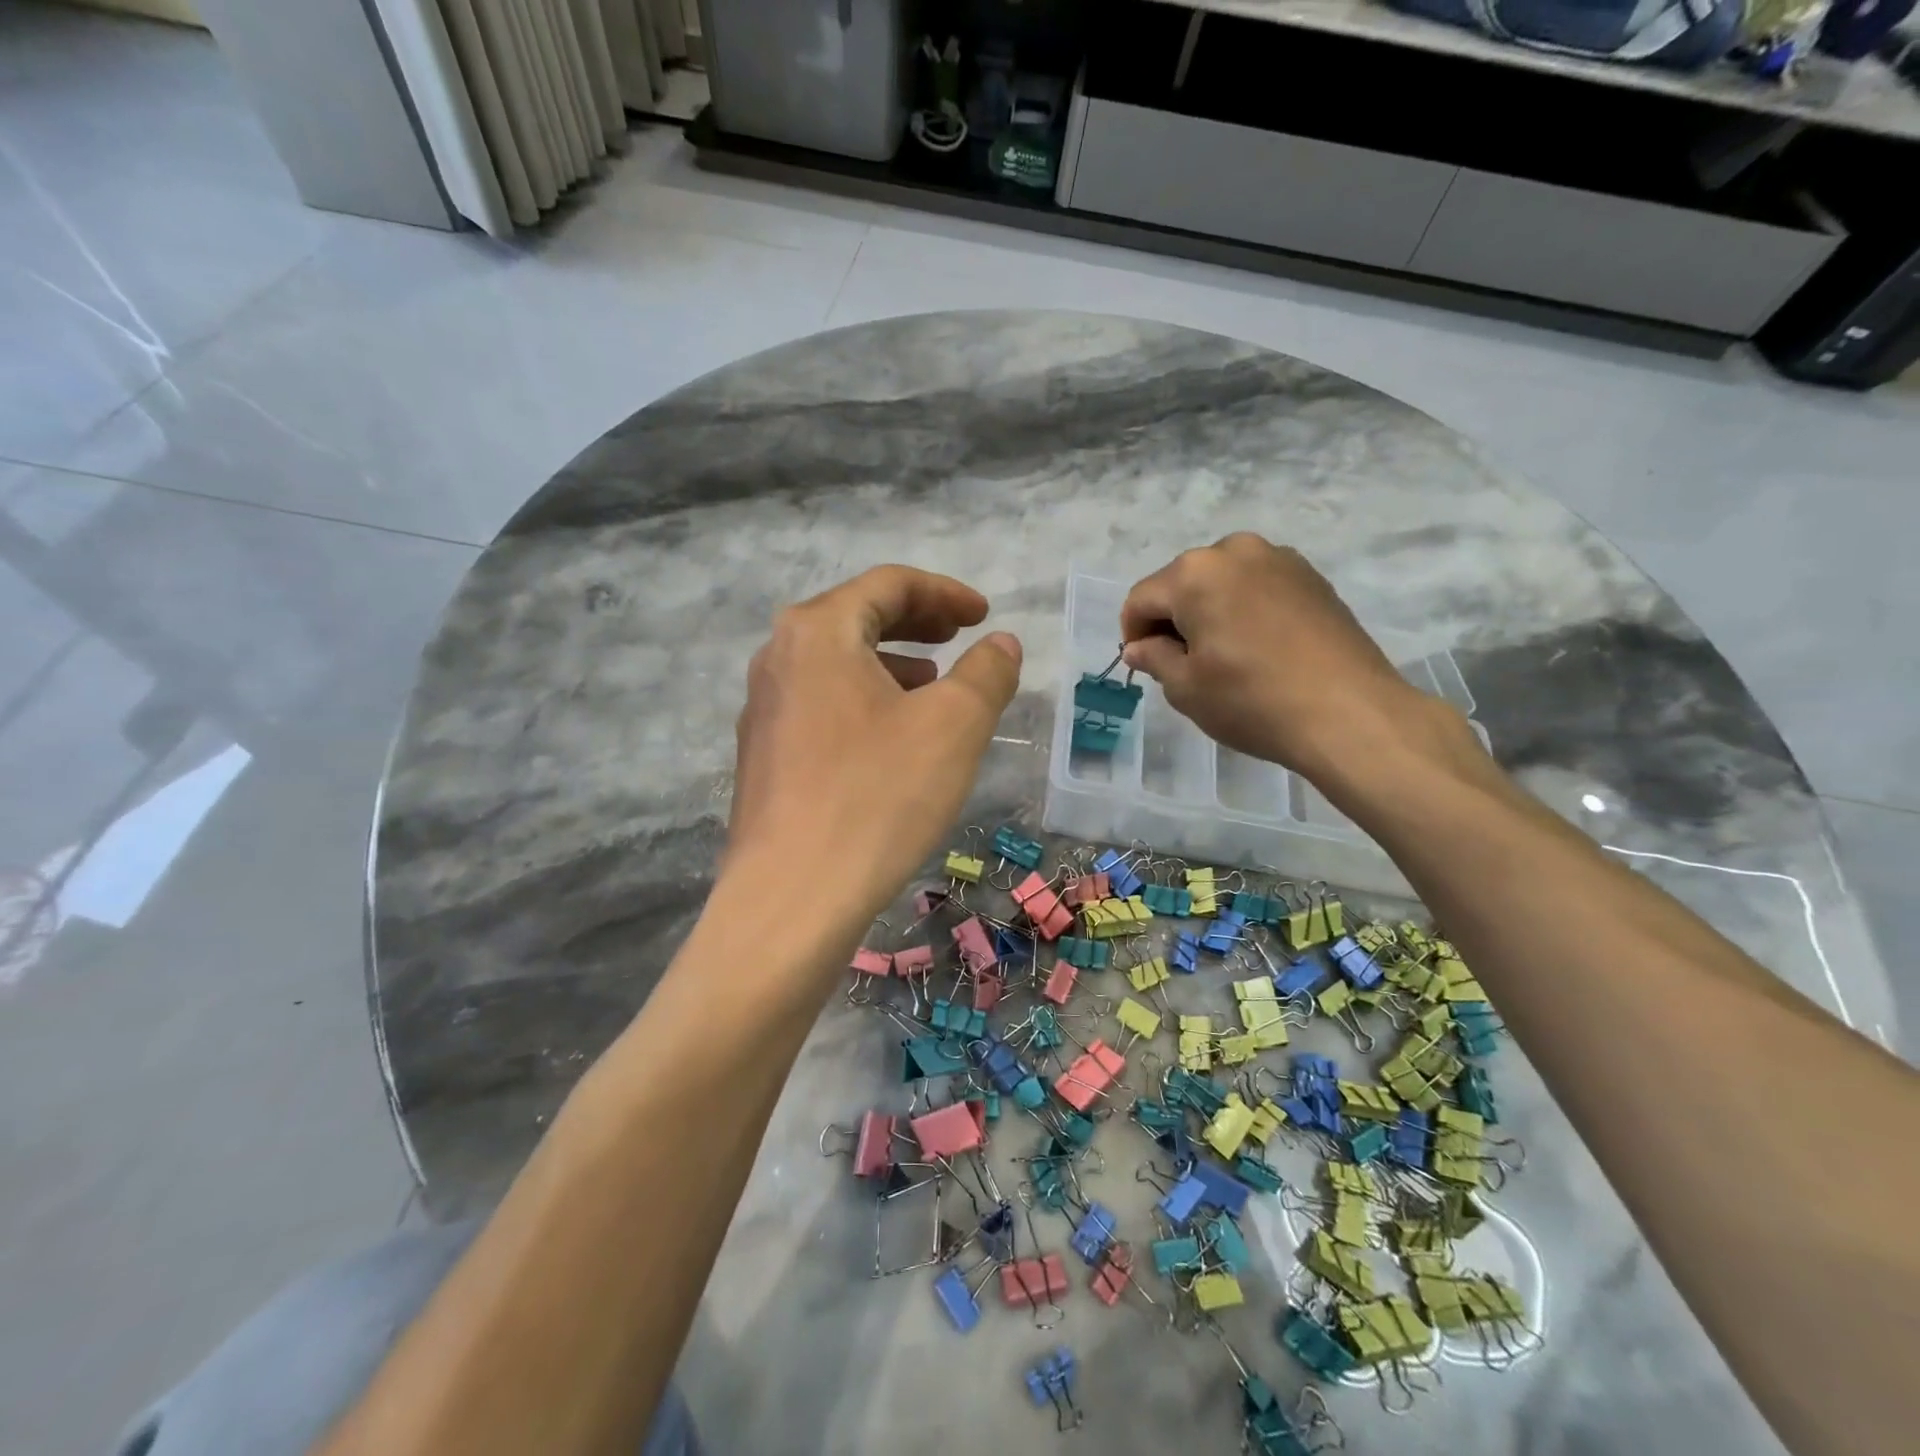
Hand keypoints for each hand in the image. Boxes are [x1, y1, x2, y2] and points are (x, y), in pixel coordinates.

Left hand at [728, 566, 1021, 937]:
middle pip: (856, 617)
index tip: (985, 614)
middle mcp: (778, 657)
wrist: (791, 898)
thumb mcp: (954, 725)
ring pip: (837, 663)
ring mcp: (763, 709)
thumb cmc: (878, 797)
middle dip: (916, 622)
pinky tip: (891, 739)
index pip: (888, 584)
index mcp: (818, 631)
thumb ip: (986, 672)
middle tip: (961, 636)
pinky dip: (865, 700)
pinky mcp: (763, 756)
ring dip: (890, 663)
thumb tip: (1001, 643)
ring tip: (932, 686)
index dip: (945, 592)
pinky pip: (822, 704)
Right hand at [1120, 534, 1473, 782]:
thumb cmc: (1252, 701)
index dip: (1132, 633)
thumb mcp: (1186, 688)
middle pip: (1182, 583)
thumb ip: (1154, 658)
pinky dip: (1244, 609)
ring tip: (1222, 655)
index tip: (1143, 665)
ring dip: (1209, 611)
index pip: (1142, 599)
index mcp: (1194, 573)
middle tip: (1182, 663)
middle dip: (1172, 619)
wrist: (1350, 713)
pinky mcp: (1312, 576)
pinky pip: (1257, 586)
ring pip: (1221, 582)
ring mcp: (1279, 559)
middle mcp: (1235, 551)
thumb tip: (1138, 646)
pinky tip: (1257, 647)